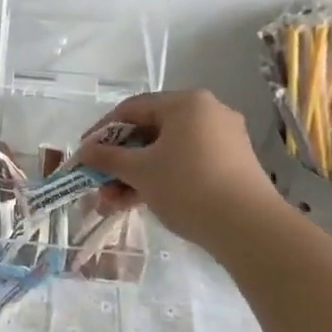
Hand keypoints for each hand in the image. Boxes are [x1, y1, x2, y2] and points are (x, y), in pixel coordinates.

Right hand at [75, 90, 279, 244]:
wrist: (249, 228)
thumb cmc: (187, 186)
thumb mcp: (139, 171)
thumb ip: (107, 158)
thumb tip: (82, 152)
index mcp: (185, 103)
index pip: (131, 109)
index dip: (101, 132)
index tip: (83, 155)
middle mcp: (207, 113)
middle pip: (149, 132)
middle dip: (118, 162)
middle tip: (97, 184)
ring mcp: (222, 140)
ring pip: (166, 152)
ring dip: (135, 176)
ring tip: (111, 204)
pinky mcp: (231, 165)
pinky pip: (185, 164)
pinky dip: (160, 180)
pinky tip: (138, 203)